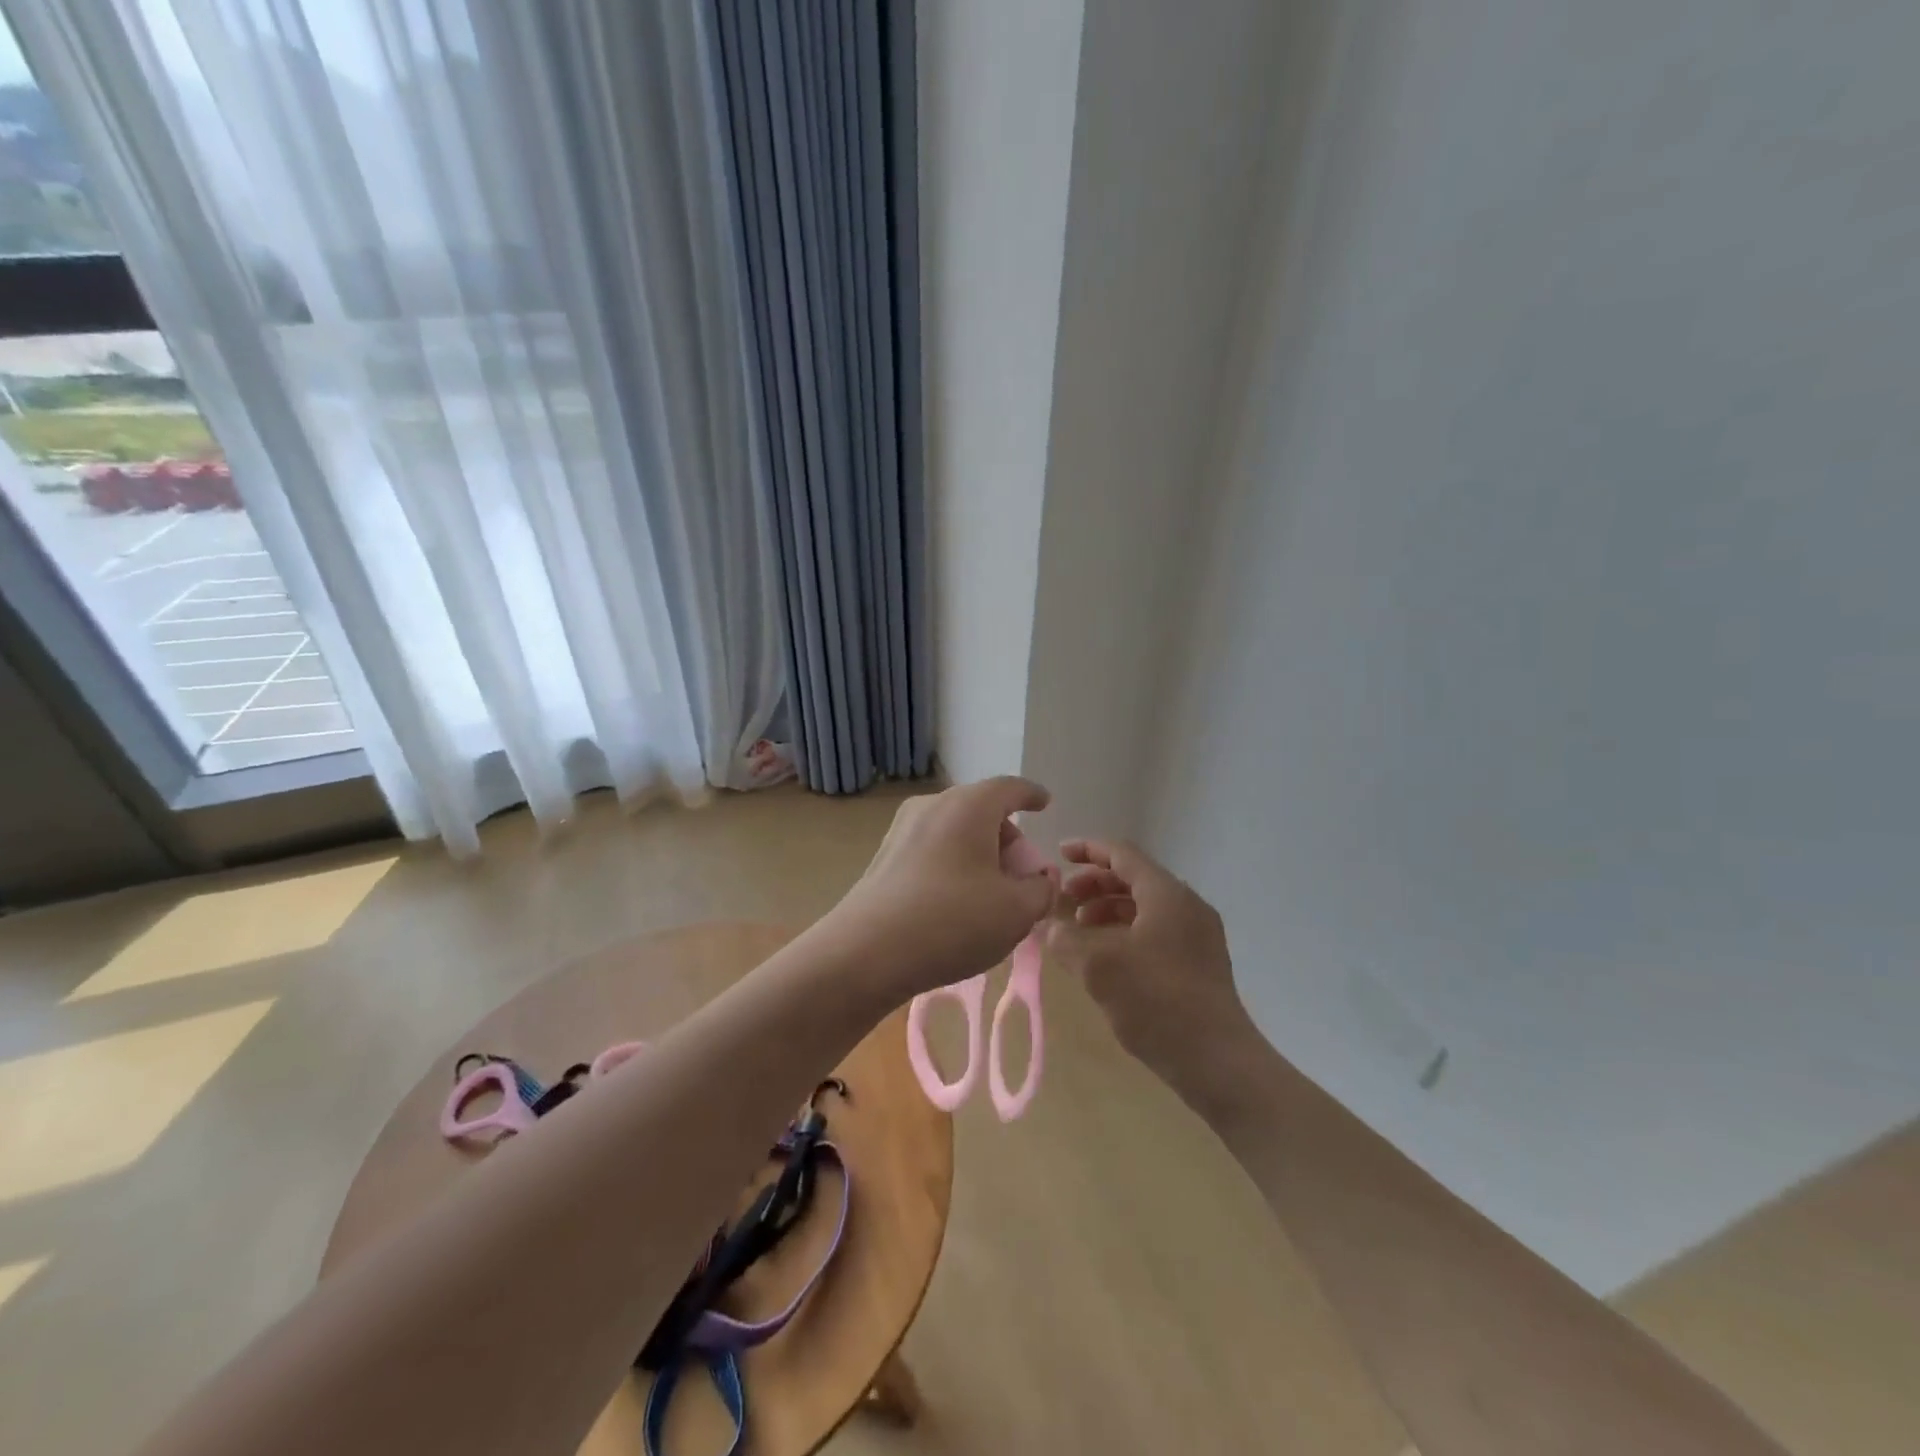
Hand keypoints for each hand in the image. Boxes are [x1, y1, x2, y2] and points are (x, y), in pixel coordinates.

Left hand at [819, 776, 1057, 1003]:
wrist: (866, 952)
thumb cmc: (952, 921)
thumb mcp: (1016, 912)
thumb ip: (1041, 890)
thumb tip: (1040, 879)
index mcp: (969, 805)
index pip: (1010, 788)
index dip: (1032, 795)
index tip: (1044, 803)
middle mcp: (933, 805)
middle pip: (981, 809)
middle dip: (1007, 837)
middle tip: (1022, 874)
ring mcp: (902, 829)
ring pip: (954, 830)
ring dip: (979, 854)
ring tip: (990, 895)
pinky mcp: (883, 857)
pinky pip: (932, 849)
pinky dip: (953, 865)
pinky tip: (955, 904)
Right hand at [1045, 839, 1260, 1105]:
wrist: (1217, 1060)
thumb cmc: (1157, 1001)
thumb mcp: (1099, 966)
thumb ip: (1066, 938)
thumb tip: (1050, 926)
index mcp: (1166, 894)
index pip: (1122, 854)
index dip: (1088, 850)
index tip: (1058, 854)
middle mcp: (1186, 905)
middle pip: (1134, 878)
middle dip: (1094, 884)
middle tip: (1063, 900)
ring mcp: (1198, 934)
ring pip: (1145, 906)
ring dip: (1108, 909)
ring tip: (1079, 930)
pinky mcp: (1200, 962)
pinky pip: (1156, 929)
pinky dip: (1126, 931)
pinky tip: (1106, 957)